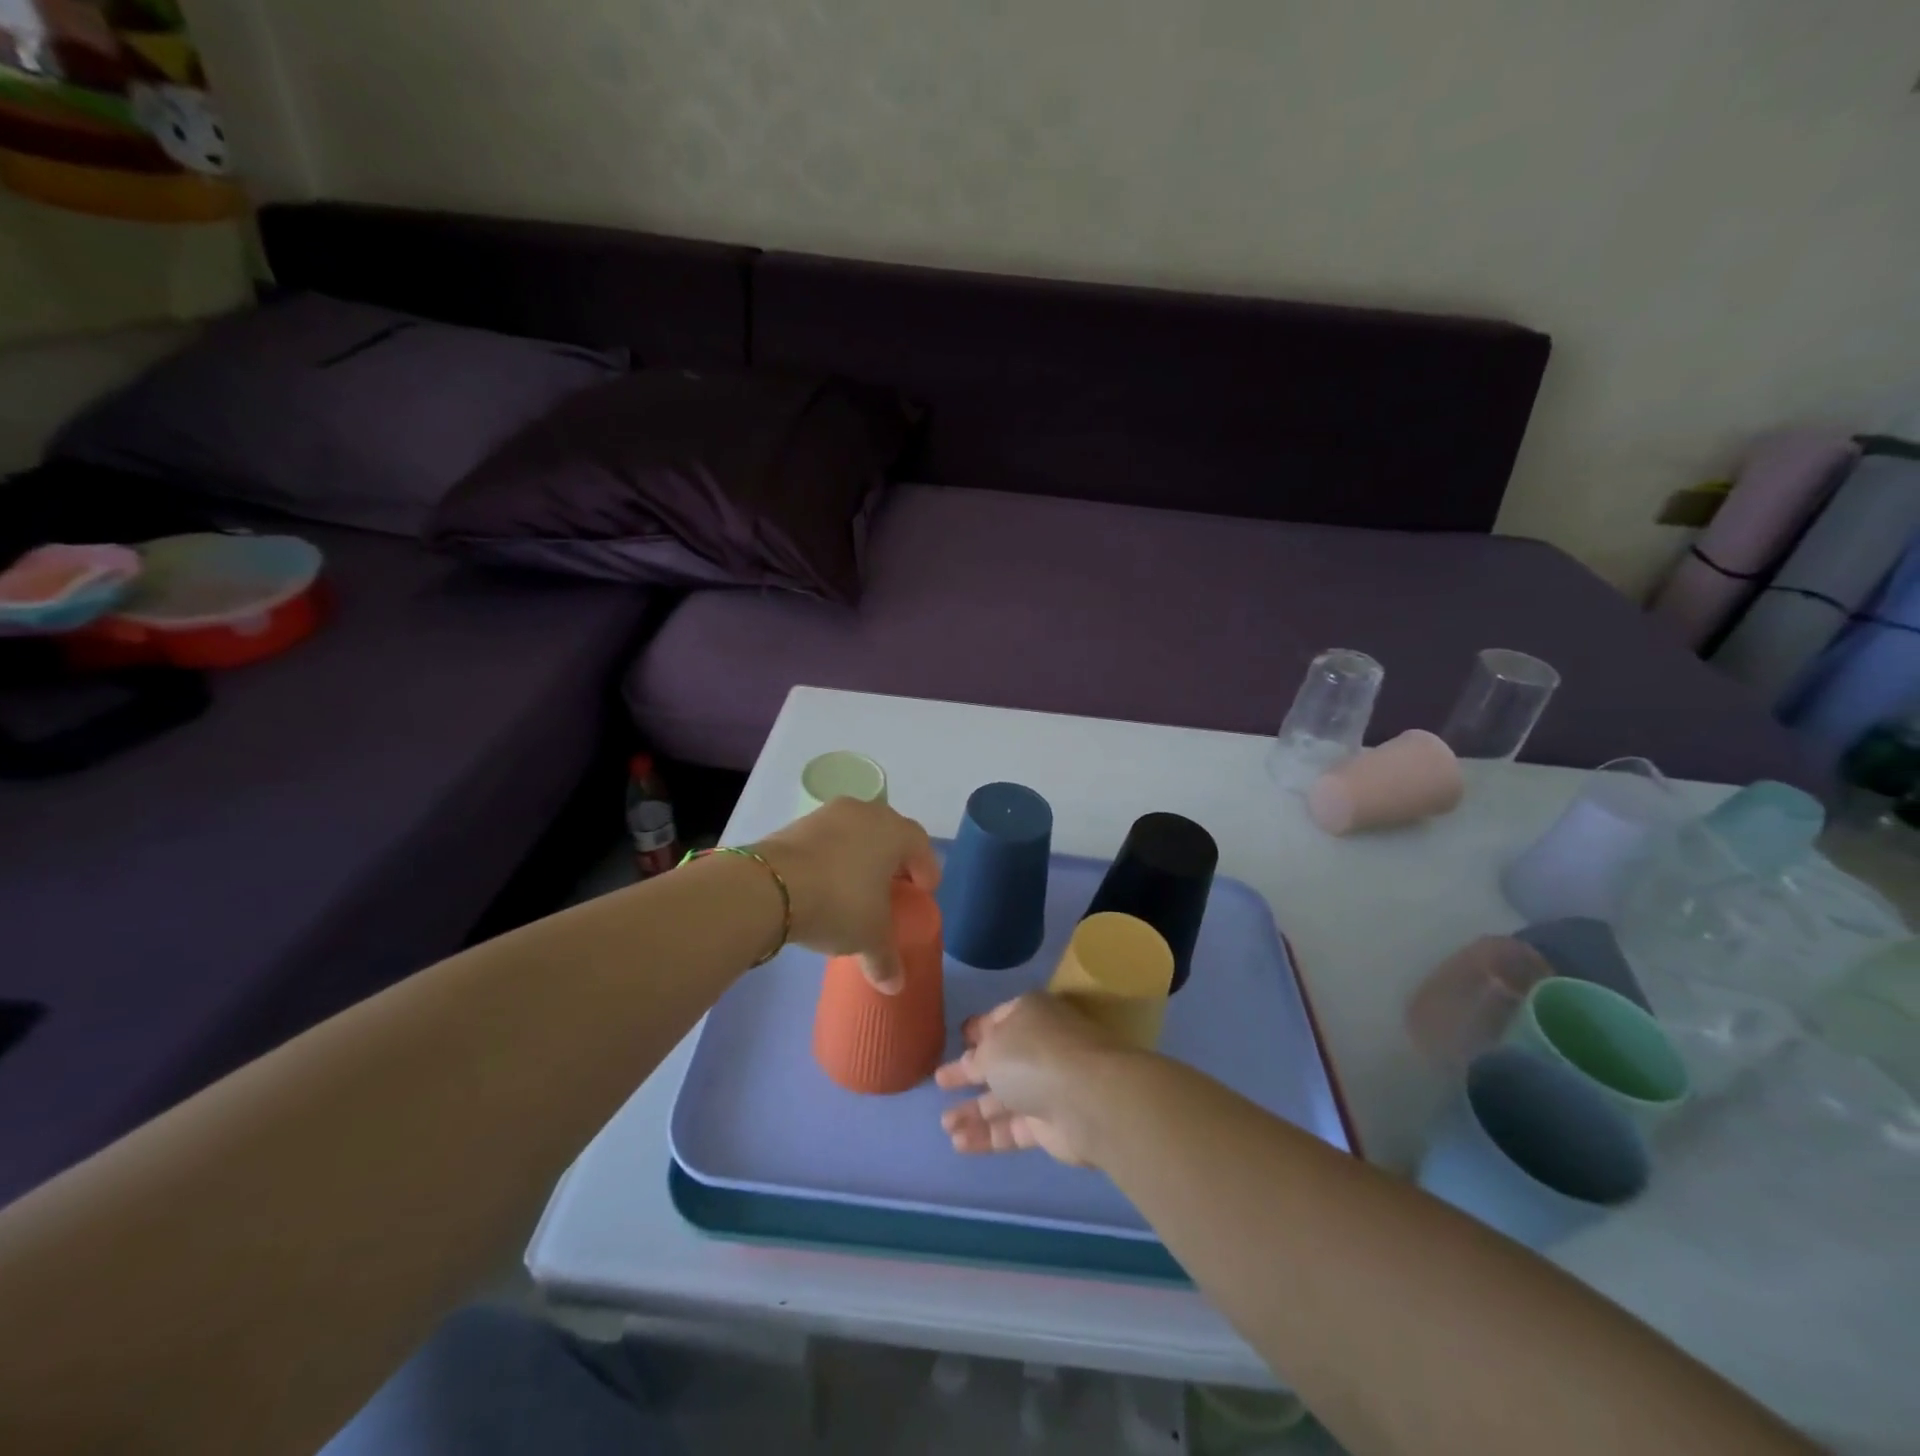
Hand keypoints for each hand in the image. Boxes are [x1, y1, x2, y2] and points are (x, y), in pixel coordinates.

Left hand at [753, 798, 939, 993]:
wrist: (770, 886)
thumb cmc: (839, 903)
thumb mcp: (869, 937)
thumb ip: (886, 959)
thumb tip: (894, 986)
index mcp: (895, 832)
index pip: (921, 846)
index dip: (926, 872)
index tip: (922, 894)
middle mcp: (866, 813)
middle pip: (889, 835)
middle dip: (893, 862)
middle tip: (892, 890)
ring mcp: (829, 814)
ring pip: (856, 834)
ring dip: (861, 857)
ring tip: (855, 888)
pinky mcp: (798, 823)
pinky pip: (827, 840)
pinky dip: (832, 858)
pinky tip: (824, 884)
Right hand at [935, 994, 1135, 1166]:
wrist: (1089, 1100)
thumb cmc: (1035, 1056)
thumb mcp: (992, 1048)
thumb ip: (976, 1058)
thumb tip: (972, 1062)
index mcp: (1030, 1014)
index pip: (998, 1020)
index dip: (978, 1030)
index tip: (958, 1038)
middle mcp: (1040, 1046)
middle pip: (999, 1060)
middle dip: (969, 1073)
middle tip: (940, 1082)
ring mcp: (1047, 1086)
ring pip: (1004, 1098)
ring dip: (974, 1110)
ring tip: (944, 1124)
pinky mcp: (1050, 1125)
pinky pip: (1012, 1127)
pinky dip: (987, 1134)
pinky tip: (959, 1143)